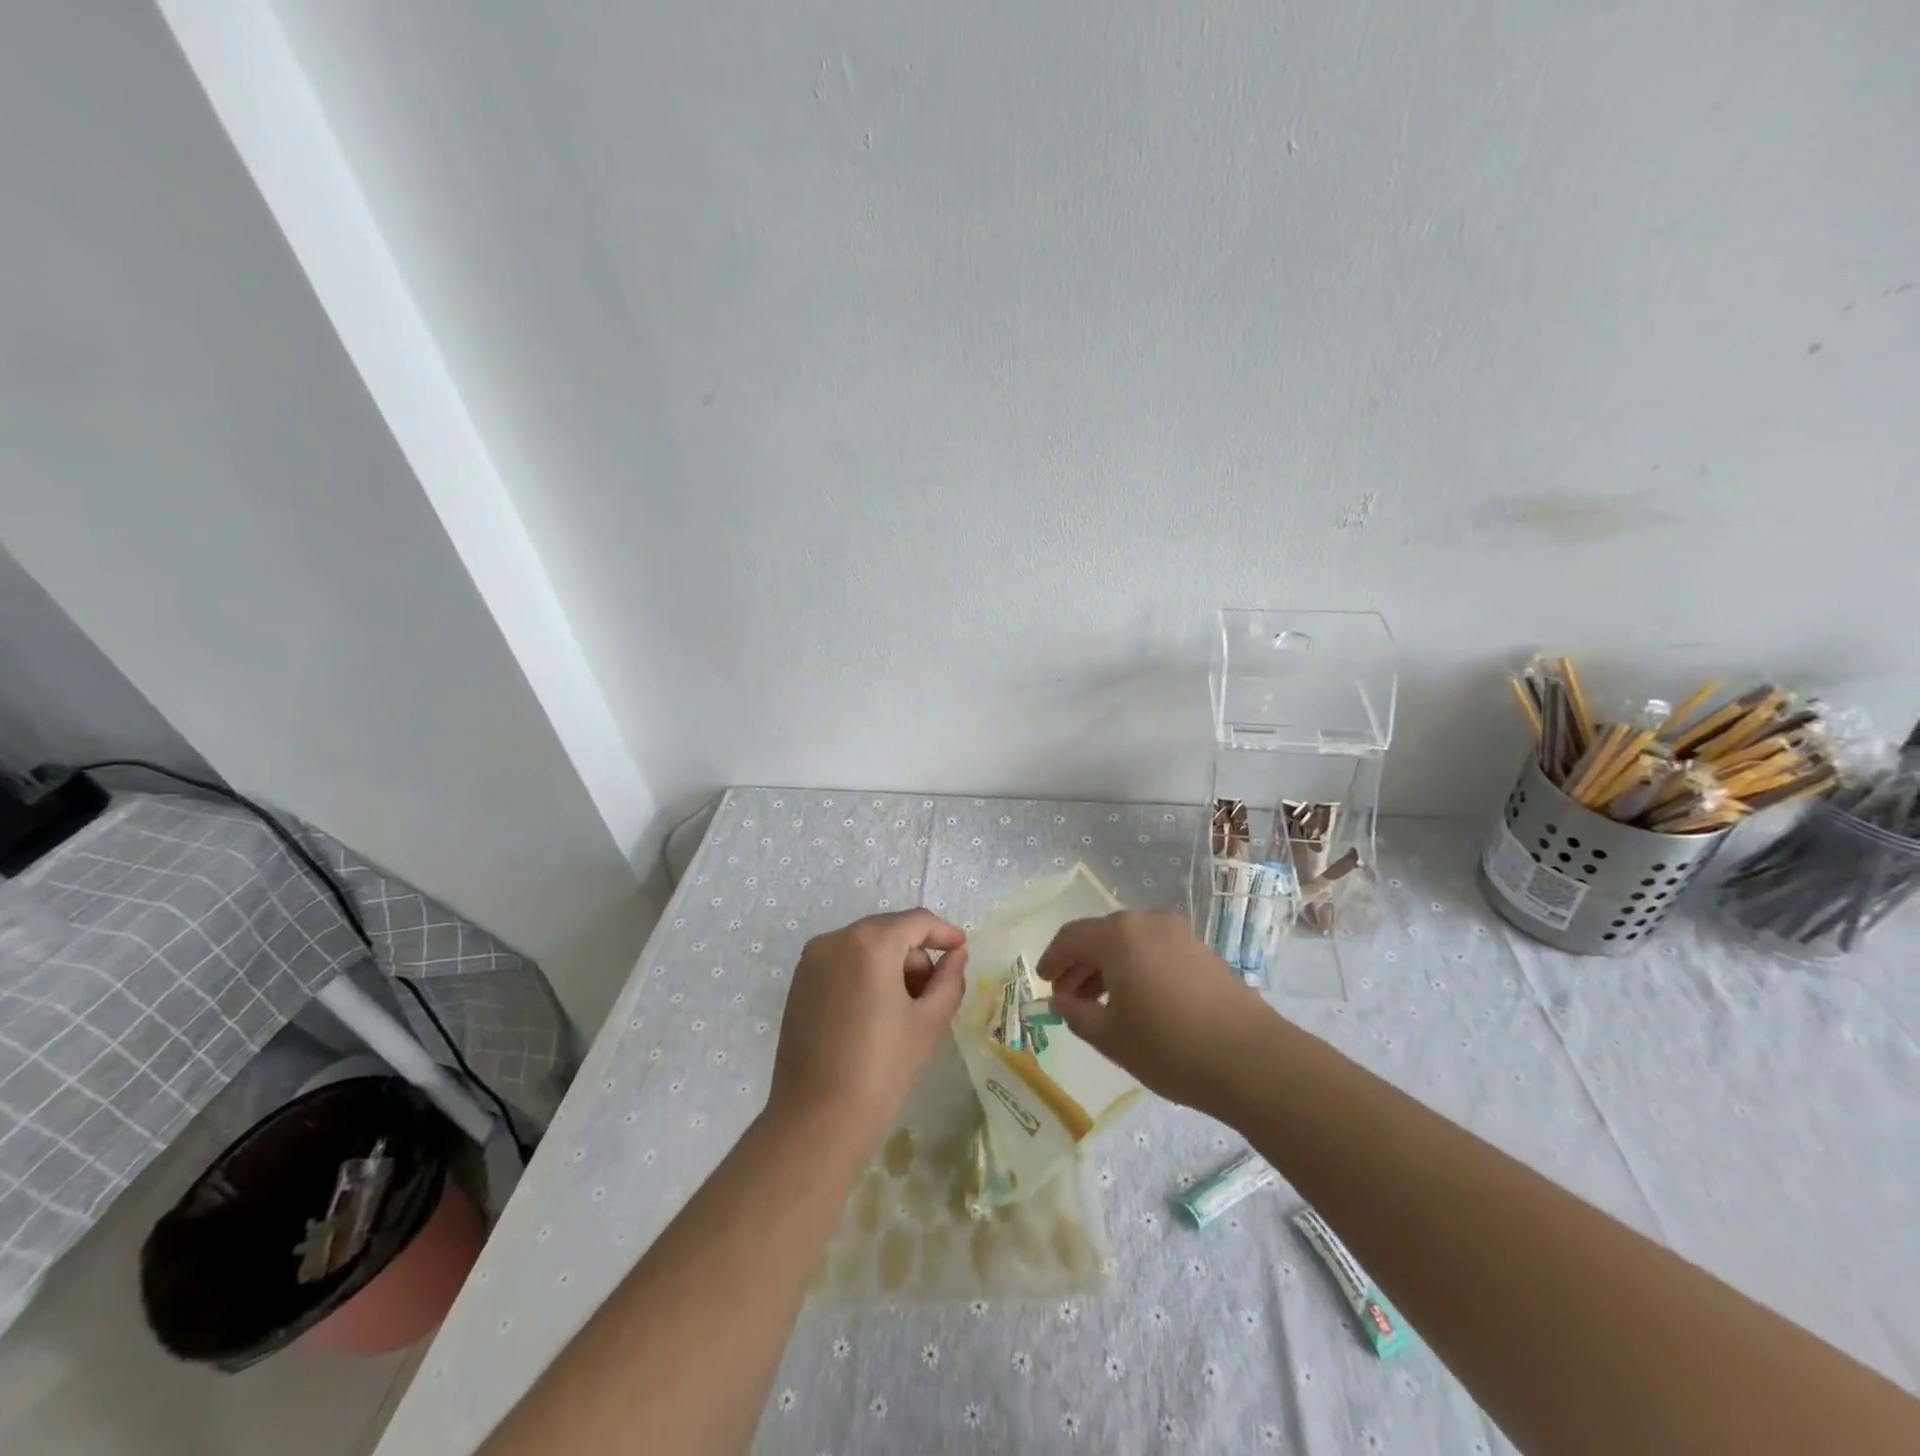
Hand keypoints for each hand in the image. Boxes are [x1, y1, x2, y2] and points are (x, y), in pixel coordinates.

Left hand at [768, 909, 968, 1153]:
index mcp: (869, 943)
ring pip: (865, 947)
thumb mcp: (928, 1022)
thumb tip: (955, 955)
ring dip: (891, 966)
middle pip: (889, 931)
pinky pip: (843, 963)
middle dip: (916, 955)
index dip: (943, 932)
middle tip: (934, 993)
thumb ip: (949, 979)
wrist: (815, 1121)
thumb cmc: (880, 1069)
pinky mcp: (798, 984)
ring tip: (905, 1010)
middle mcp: (835, 940)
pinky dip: (865, 975)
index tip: (962, 949)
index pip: (916, 922)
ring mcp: (811, 961)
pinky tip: (875, 1013)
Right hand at [1035, 909, 1278, 1113]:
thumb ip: (1075, 1012)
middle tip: (1068, 998)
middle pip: (1101, 937)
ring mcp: (1179, 934)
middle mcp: (1147, 922)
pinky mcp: (1202, 950)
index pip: (1071, 937)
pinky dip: (1136, 969)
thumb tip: (1062, 999)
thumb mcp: (1109, 1036)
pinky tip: (1138, 1001)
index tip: (1043, 982)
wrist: (1251, 1059)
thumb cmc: (1169, 1046)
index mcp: (1118, 935)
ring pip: (1129, 943)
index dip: (1052, 959)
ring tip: (1100, 1004)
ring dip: (1108, 968)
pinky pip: (1155, 951)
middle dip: (1080, 965)